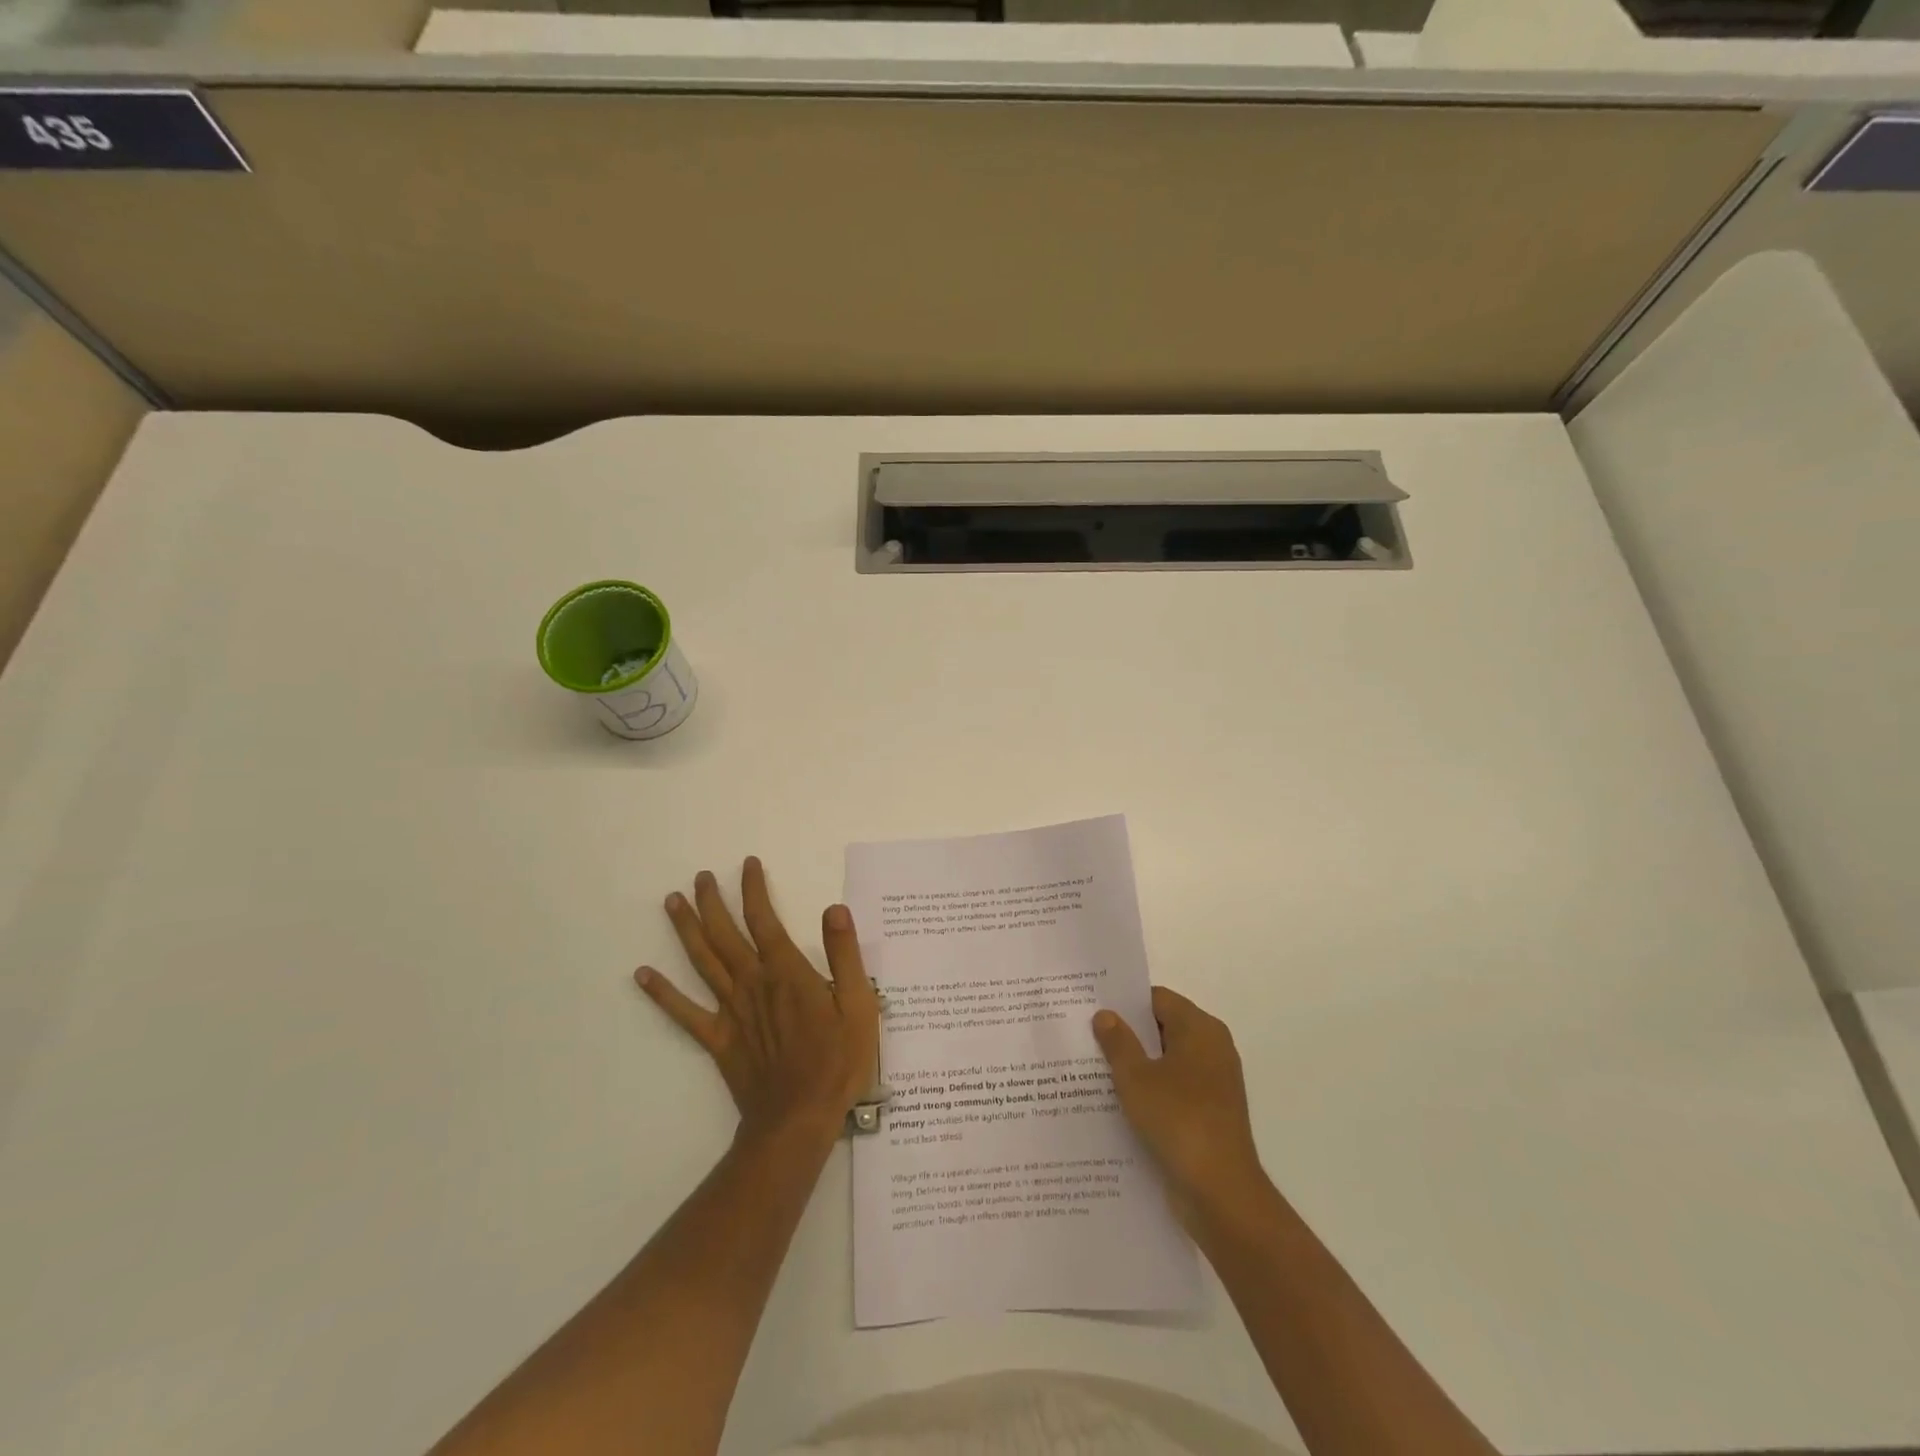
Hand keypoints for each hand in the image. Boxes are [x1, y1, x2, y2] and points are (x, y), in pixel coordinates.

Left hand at [637, 857, 880, 1144]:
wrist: (799, 1119)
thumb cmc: (837, 1060)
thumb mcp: (859, 1004)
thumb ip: (845, 954)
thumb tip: (835, 908)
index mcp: (786, 972)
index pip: (765, 919)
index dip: (754, 889)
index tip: (748, 864)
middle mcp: (752, 983)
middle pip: (724, 934)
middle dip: (711, 901)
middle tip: (700, 876)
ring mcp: (730, 1011)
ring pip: (702, 962)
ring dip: (685, 930)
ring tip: (671, 902)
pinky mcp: (717, 1039)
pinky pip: (684, 1013)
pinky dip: (661, 993)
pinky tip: (642, 974)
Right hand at [1093, 986, 1268, 1224]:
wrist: (1221, 1192)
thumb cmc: (1177, 1120)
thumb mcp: (1135, 1077)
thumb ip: (1117, 1042)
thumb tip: (1105, 1014)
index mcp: (1200, 1028)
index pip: (1157, 999)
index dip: (1125, 1003)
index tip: (1093, 1009)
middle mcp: (1212, 1048)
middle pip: (1163, 1028)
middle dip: (1128, 1034)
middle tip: (1087, 1037)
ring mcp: (1214, 1082)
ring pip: (1167, 1061)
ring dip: (1137, 1065)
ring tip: (1095, 1070)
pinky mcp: (1211, 1112)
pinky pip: (1175, 1088)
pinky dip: (1151, 1090)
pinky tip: (1119, 1103)